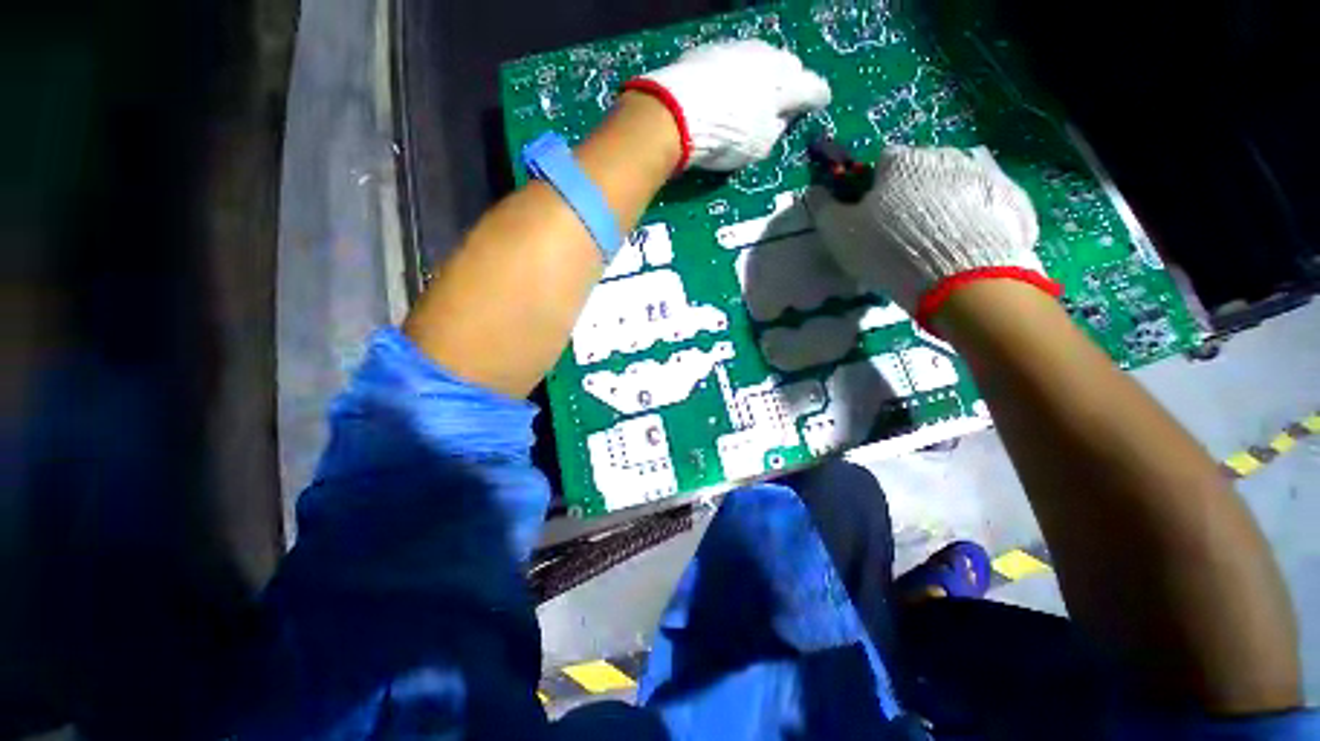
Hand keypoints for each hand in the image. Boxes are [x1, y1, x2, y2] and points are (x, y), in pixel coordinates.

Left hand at [625, 40, 830, 170]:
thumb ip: (775, 130)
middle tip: (783, 100)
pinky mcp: (712, 49)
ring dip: (762, 75)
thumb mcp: (758, 147)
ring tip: (753, 94)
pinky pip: (733, 60)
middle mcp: (768, 58)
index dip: (818, 97)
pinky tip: (726, 89)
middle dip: (790, 83)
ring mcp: (739, 50)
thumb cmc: (727, 137)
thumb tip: (779, 119)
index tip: (820, 102)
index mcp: (786, 85)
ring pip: (761, 59)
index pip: (813, 88)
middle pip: (788, 67)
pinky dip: (736, 73)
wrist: (678, 112)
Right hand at [807, 146, 1059, 326]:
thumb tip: (813, 191)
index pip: (882, 163)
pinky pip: (986, 205)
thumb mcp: (840, 233)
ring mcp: (985, 175)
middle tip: (903, 234)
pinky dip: (977, 219)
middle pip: (921, 172)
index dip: (873, 190)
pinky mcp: (1011, 202)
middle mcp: (945, 156)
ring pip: (955, 186)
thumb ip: (823, 208)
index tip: (872, 217)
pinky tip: (966, 245)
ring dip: (945, 205)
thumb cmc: (889, 249)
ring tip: (937, 243)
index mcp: (903, 160)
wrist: (959, 278)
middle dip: (911, 195)